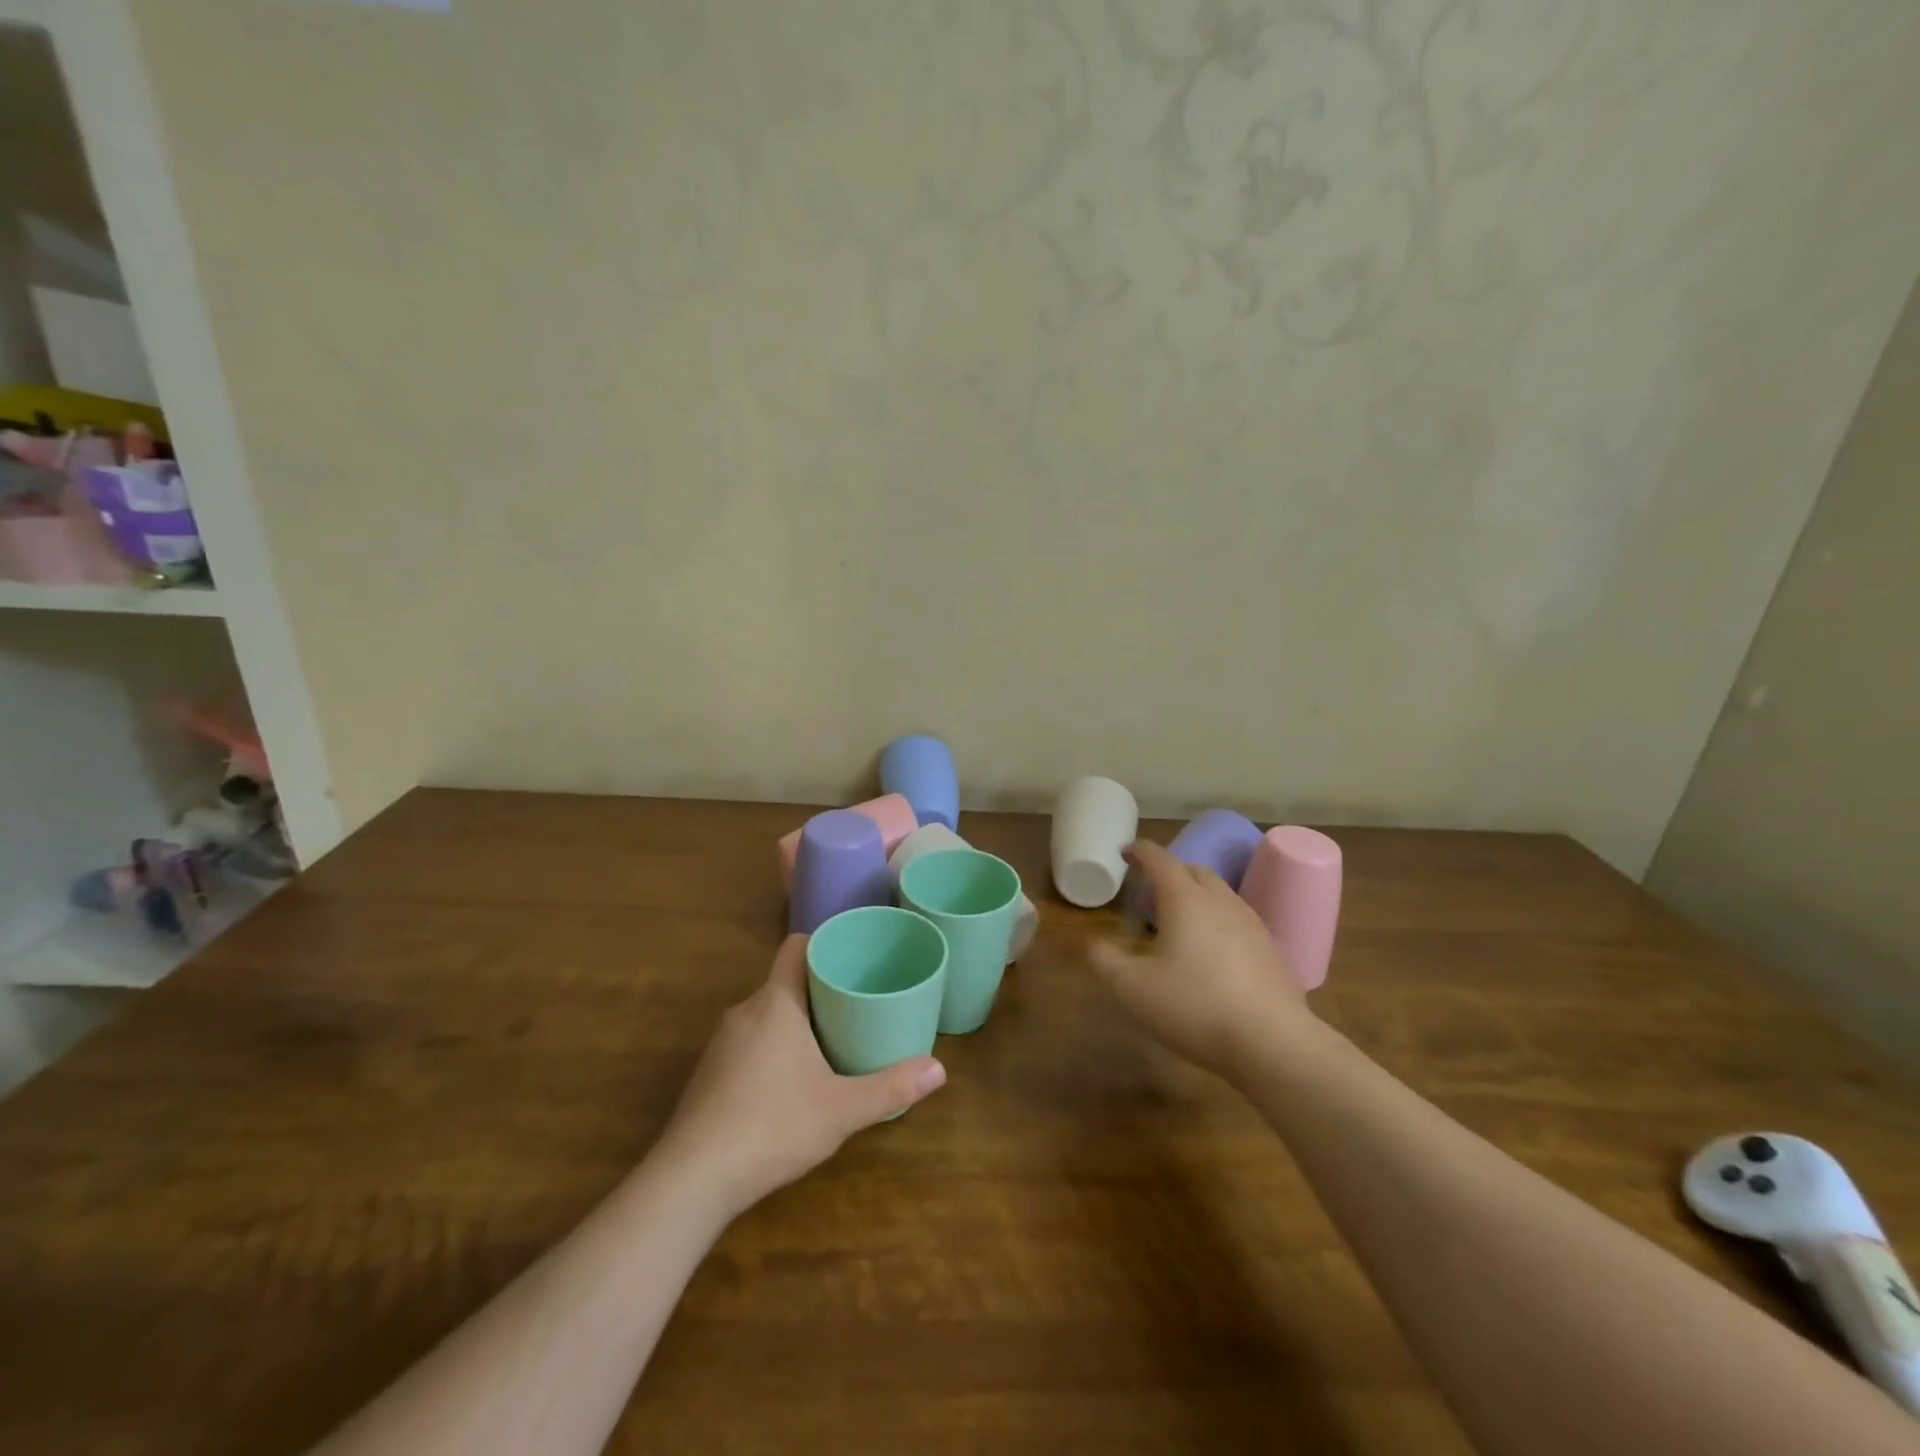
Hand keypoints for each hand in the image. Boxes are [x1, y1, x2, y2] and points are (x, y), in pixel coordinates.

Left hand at [653, 935, 946, 1218]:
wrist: (691, 1180)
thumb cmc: (772, 1127)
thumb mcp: (842, 1109)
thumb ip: (891, 1088)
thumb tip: (940, 1069)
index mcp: (776, 1003)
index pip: (796, 946)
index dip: (824, 943)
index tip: (853, 956)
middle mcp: (745, 1011)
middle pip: (785, 980)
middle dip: (819, 988)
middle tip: (856, 1003)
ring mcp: (721, 1043)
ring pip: (766, 1012)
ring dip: (795, 1019)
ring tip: (831, 1039)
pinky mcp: (709, 1072)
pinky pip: (748, 1040)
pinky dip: (772, 1045)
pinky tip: (790, 1080)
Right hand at [1089, 840, 1319, 1084]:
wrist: (1273, 1043)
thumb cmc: (1194, 1007)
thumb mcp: (1132, 988)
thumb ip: (1104, 961)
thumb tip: (1092, 944)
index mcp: (1185, 899)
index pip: (1160, 859)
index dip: (1140, 851)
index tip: (1126, 852)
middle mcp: (1220, 901)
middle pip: (1193, 870)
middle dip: (1170, 872)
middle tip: (1149, 893)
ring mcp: (1251, 923)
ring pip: (1219, 894)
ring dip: (1196, 896)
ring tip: (1179, 922)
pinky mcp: (1271, 949)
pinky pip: (1237, 920)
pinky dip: (1217, 921)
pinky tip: (1212, 953)